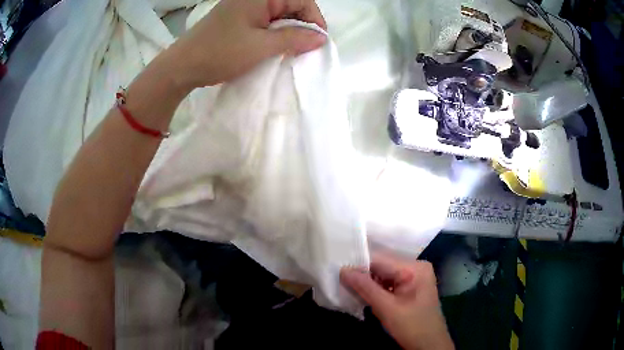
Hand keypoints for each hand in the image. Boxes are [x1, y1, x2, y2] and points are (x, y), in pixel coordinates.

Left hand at [159, 0, 326, 93]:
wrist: (182, 67)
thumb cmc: (220, 53)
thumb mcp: (261, 46)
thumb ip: (294, 39)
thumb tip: (321, 38)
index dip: (314, 19)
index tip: (319, 41)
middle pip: (290, 5)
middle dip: (301, 25)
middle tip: (305, 48)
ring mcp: (245, 7)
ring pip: (278, 15)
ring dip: (288, 31)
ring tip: (291, 50)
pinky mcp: (238, 18)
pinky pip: (265, 21)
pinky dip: (274, 34)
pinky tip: (275, 47)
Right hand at [340, 255, 454, 349]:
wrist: (429, 345)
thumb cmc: (412, 327)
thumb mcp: (387, 308)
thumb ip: (365, 288)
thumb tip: (343, 270)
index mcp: (415, 268)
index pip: (380, 259)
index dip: (358, 265)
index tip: (337, 272)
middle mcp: (416, 267)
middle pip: (382, 266)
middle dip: (362, 275)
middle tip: (340, 282)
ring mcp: (414, 277)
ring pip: (383, 275)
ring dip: (367, 283)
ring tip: (348, 289)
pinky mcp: (410, 287)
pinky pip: (388, 282)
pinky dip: (375, 289)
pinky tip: (363, 295)